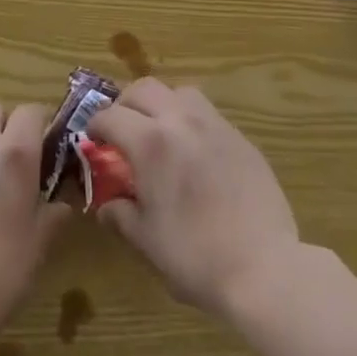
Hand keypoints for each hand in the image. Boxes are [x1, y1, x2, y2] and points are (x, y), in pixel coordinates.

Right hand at [88, 79, 300, 321]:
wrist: (264, 267)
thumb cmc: (195, 257)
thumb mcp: (146, 241)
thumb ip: (120, 215)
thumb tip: (106, 205)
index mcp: (151, 143)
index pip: (112, 116)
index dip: (96, 125)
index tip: (93, 139)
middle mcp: (181, 121)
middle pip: (145, 88)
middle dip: (126, 103)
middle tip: (121, 128)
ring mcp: (215, 124)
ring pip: (179, 92)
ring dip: (161, 103)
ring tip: (158, 131)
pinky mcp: (240, 136)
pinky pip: (207, 113)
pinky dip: (190, 120)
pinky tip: (193, 151)